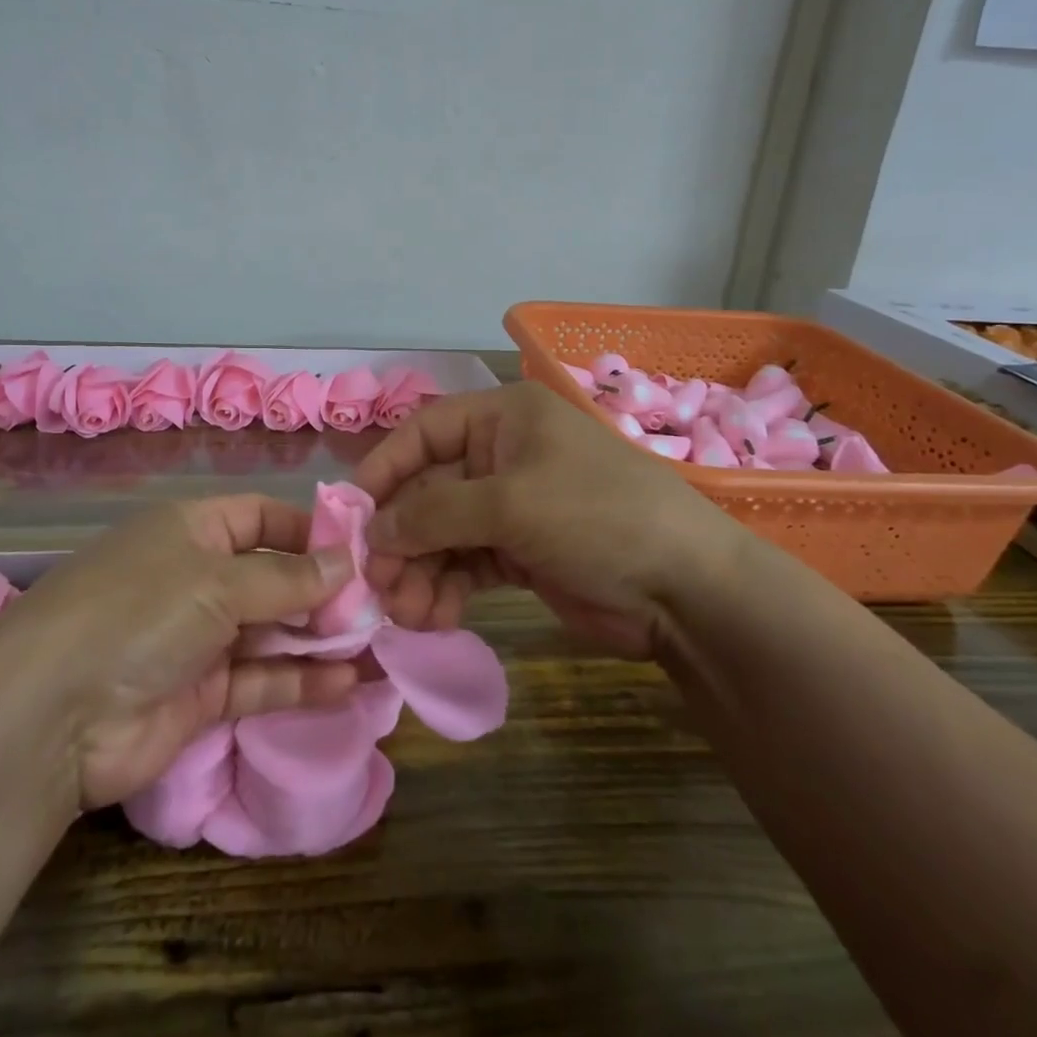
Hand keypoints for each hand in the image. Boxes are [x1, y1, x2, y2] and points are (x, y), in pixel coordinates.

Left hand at [14, 496, 359, 808]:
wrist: (54, 715)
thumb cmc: (141, 612)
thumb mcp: (218, 581)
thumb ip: (287, 578)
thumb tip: (348, 563)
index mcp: (194, 530)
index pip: (263, 518)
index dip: (310, 530)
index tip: (363, 549)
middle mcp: (198, 578)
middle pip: (274, 576)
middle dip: (324, 590)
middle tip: (382, 604)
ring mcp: (199, 639)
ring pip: (273, 632)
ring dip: (322, 639)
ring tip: (380, 646)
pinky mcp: (202, 695)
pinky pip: (262, 680)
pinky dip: (302, 681)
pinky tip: (349, 683)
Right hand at [353, 382, 758, 656]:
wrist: (686, 589)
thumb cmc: (596, 516)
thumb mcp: (510, 504)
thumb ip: (434, 512)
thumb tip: (373, 530)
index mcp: (502, 419)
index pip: (423, 432)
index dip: (384, 468)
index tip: (350, 513)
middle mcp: (501, 456)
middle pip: (428, 490)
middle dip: (401, 537)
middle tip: (377, 583)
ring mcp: (511, 507)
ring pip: (442, 534)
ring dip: (419, 571)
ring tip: (407, 612)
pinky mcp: (520, 553)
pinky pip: (465, 565)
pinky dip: (446, 589)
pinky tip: (434, 617)